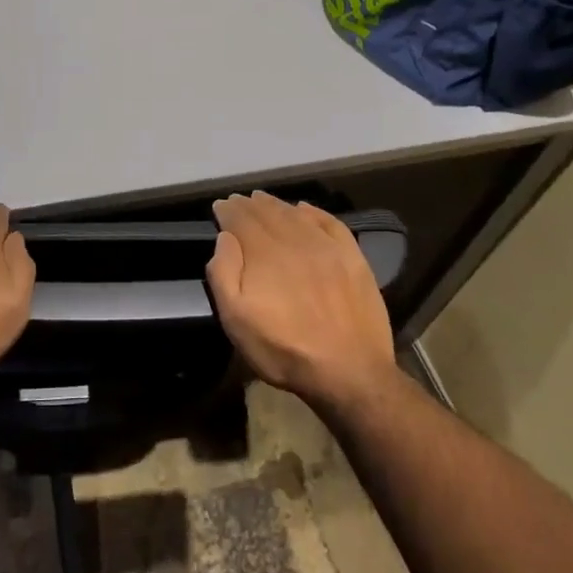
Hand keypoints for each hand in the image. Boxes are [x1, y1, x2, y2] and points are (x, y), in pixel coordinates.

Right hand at [207, 192, 397, 411]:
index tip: (219, 207)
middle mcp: (294, 240)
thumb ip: (224, 274)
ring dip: (276, 204)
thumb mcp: (236, 321)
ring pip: (295, 214)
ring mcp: (327, 246)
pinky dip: (313, 211)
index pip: (240, 219)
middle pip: (267, 212)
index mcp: (264, 253)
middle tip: (239, 201)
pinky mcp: (352, 257)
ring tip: (263, 201)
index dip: (227, 210)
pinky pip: (329, 222)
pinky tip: (304, 209)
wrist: (350, 371)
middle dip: (249, 205)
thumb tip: (225, 238)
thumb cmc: (284, 350)